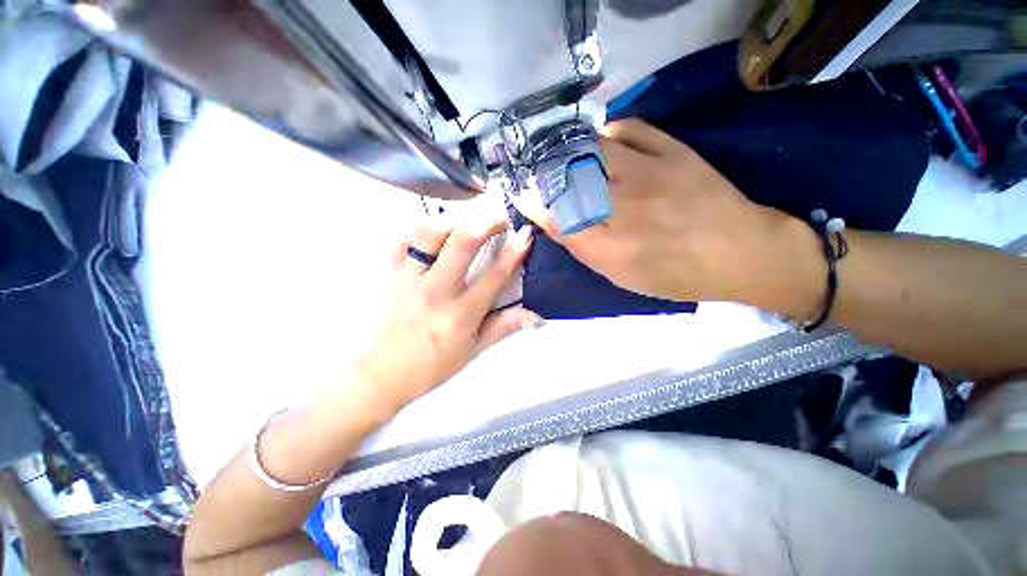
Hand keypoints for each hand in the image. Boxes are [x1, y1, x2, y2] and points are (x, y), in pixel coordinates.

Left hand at [354, 215, 539, 409]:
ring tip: (469, 220)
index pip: (494, 277)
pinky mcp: (393, 275)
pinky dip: (418, 231)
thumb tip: (536, 315)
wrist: (385, 374)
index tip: (526, 232)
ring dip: (453, 221)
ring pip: (429, 235)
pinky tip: (434, 232)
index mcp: (460, 314)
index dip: (514, 252)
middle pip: (461, 244)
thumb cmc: (434, 365)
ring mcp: (410, 280)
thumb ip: (505, 327)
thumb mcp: (474, 350)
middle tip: (502, 213)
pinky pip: (402, 242)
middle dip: (486, 222)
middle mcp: (435, 291)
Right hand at [516, 119, 803, 304]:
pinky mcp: (673, 152)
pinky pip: (630, 128)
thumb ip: (584, 249)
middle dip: (546, 175)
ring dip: (573, 151)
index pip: (557, 218)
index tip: (521, 195)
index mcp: (609, 247)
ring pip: (592, 149)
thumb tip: (555, 223)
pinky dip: (609, 131)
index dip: (534, 204)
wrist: (738, 252)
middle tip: (541, 175)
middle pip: (569, 180)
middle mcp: (622, 208)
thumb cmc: (674, 274)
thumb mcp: (621, 275)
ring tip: (569, 158)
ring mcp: (648, 173)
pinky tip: (604, 144)